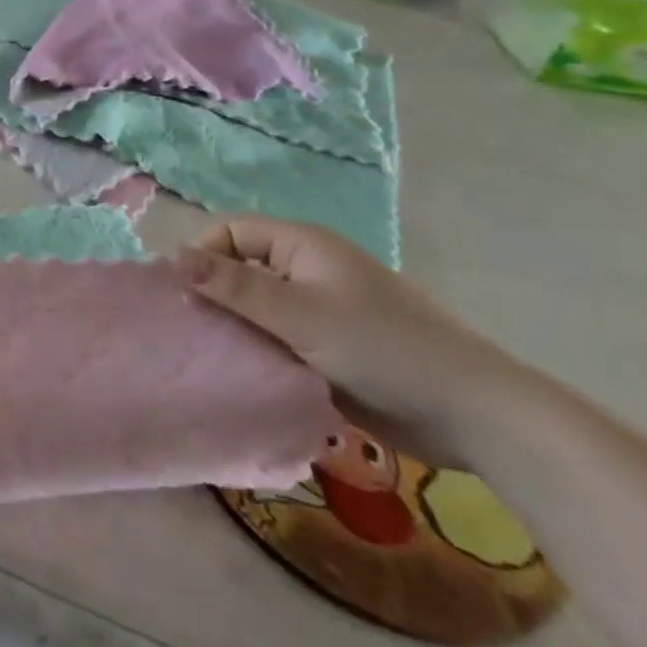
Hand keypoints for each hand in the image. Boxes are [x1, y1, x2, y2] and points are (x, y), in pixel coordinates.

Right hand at [180, 215, 523, 464]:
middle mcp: (306, 270)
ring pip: (257, 309)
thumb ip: (235, 287)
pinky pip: (278, 341)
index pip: (230, 232)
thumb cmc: (382, 348)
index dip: (202, 255)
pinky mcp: (328, 349)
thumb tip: (173, 257)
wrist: (473, 414)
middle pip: (241, 269)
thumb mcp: (300, 314)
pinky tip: (243, 376)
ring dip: (235, 329)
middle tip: (191, 332)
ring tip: (209, 358)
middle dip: (214, 295)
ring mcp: (319, 311)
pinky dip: (259, 353)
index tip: (182, 296)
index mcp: (302, 245)